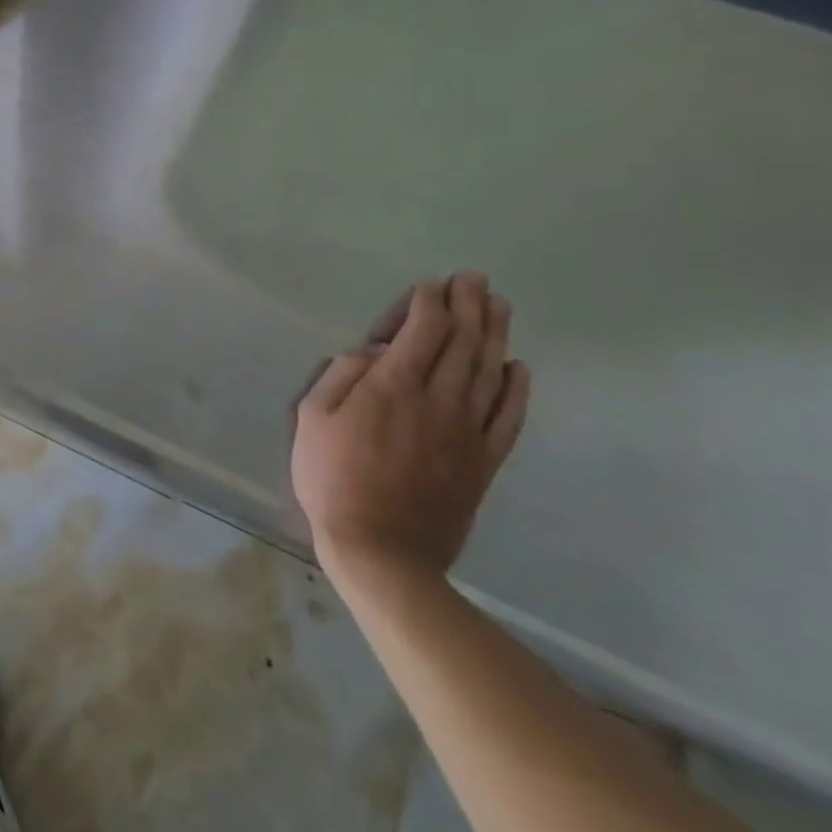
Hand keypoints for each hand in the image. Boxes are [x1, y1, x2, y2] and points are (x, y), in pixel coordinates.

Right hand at [292, 272, 530, 587]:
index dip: (429, 302)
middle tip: (475, 279)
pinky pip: (508, 418)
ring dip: (495, 334)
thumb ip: (341, 375)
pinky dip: (517, 390)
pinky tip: (519, 368)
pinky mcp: (483, 462)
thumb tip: (371, 353)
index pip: (422, 330)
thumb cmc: (333, 478)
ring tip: (500, 306)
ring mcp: (467, 432)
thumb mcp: (312, 417)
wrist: (382, 551)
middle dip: (468, 306)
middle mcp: (438, 400)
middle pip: (462, 342)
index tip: (431, 285)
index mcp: (392, 385)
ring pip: (489, 371)